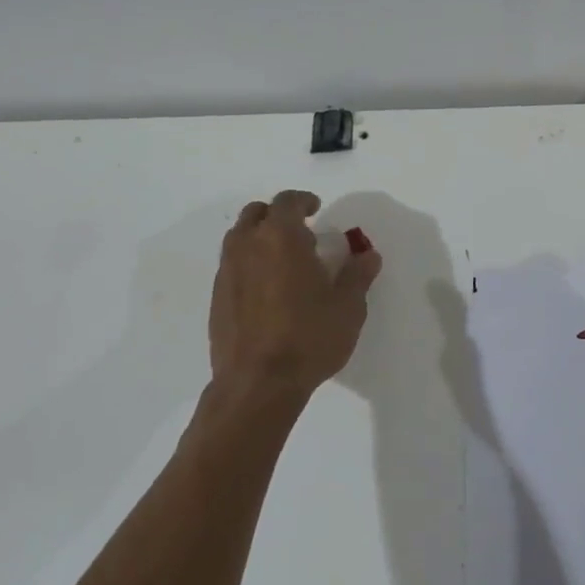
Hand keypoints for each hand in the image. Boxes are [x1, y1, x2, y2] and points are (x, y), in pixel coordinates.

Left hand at [208, 190, 381, 400]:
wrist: (258, 383)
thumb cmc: (309, 337)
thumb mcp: (348, 307)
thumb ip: (358, 275)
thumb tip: (367, 255)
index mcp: (280, 237)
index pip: (287, 202)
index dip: (303, 201)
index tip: (316, 208)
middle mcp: (247, 246)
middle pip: (256, 214)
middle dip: (277, 216)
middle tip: (300, 233)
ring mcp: (226, 272)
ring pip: (239, 238)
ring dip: (260, 239)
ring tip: (283, 261)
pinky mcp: (217, 298)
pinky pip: (232, 266)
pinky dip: (249, 265)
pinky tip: (267, 290)